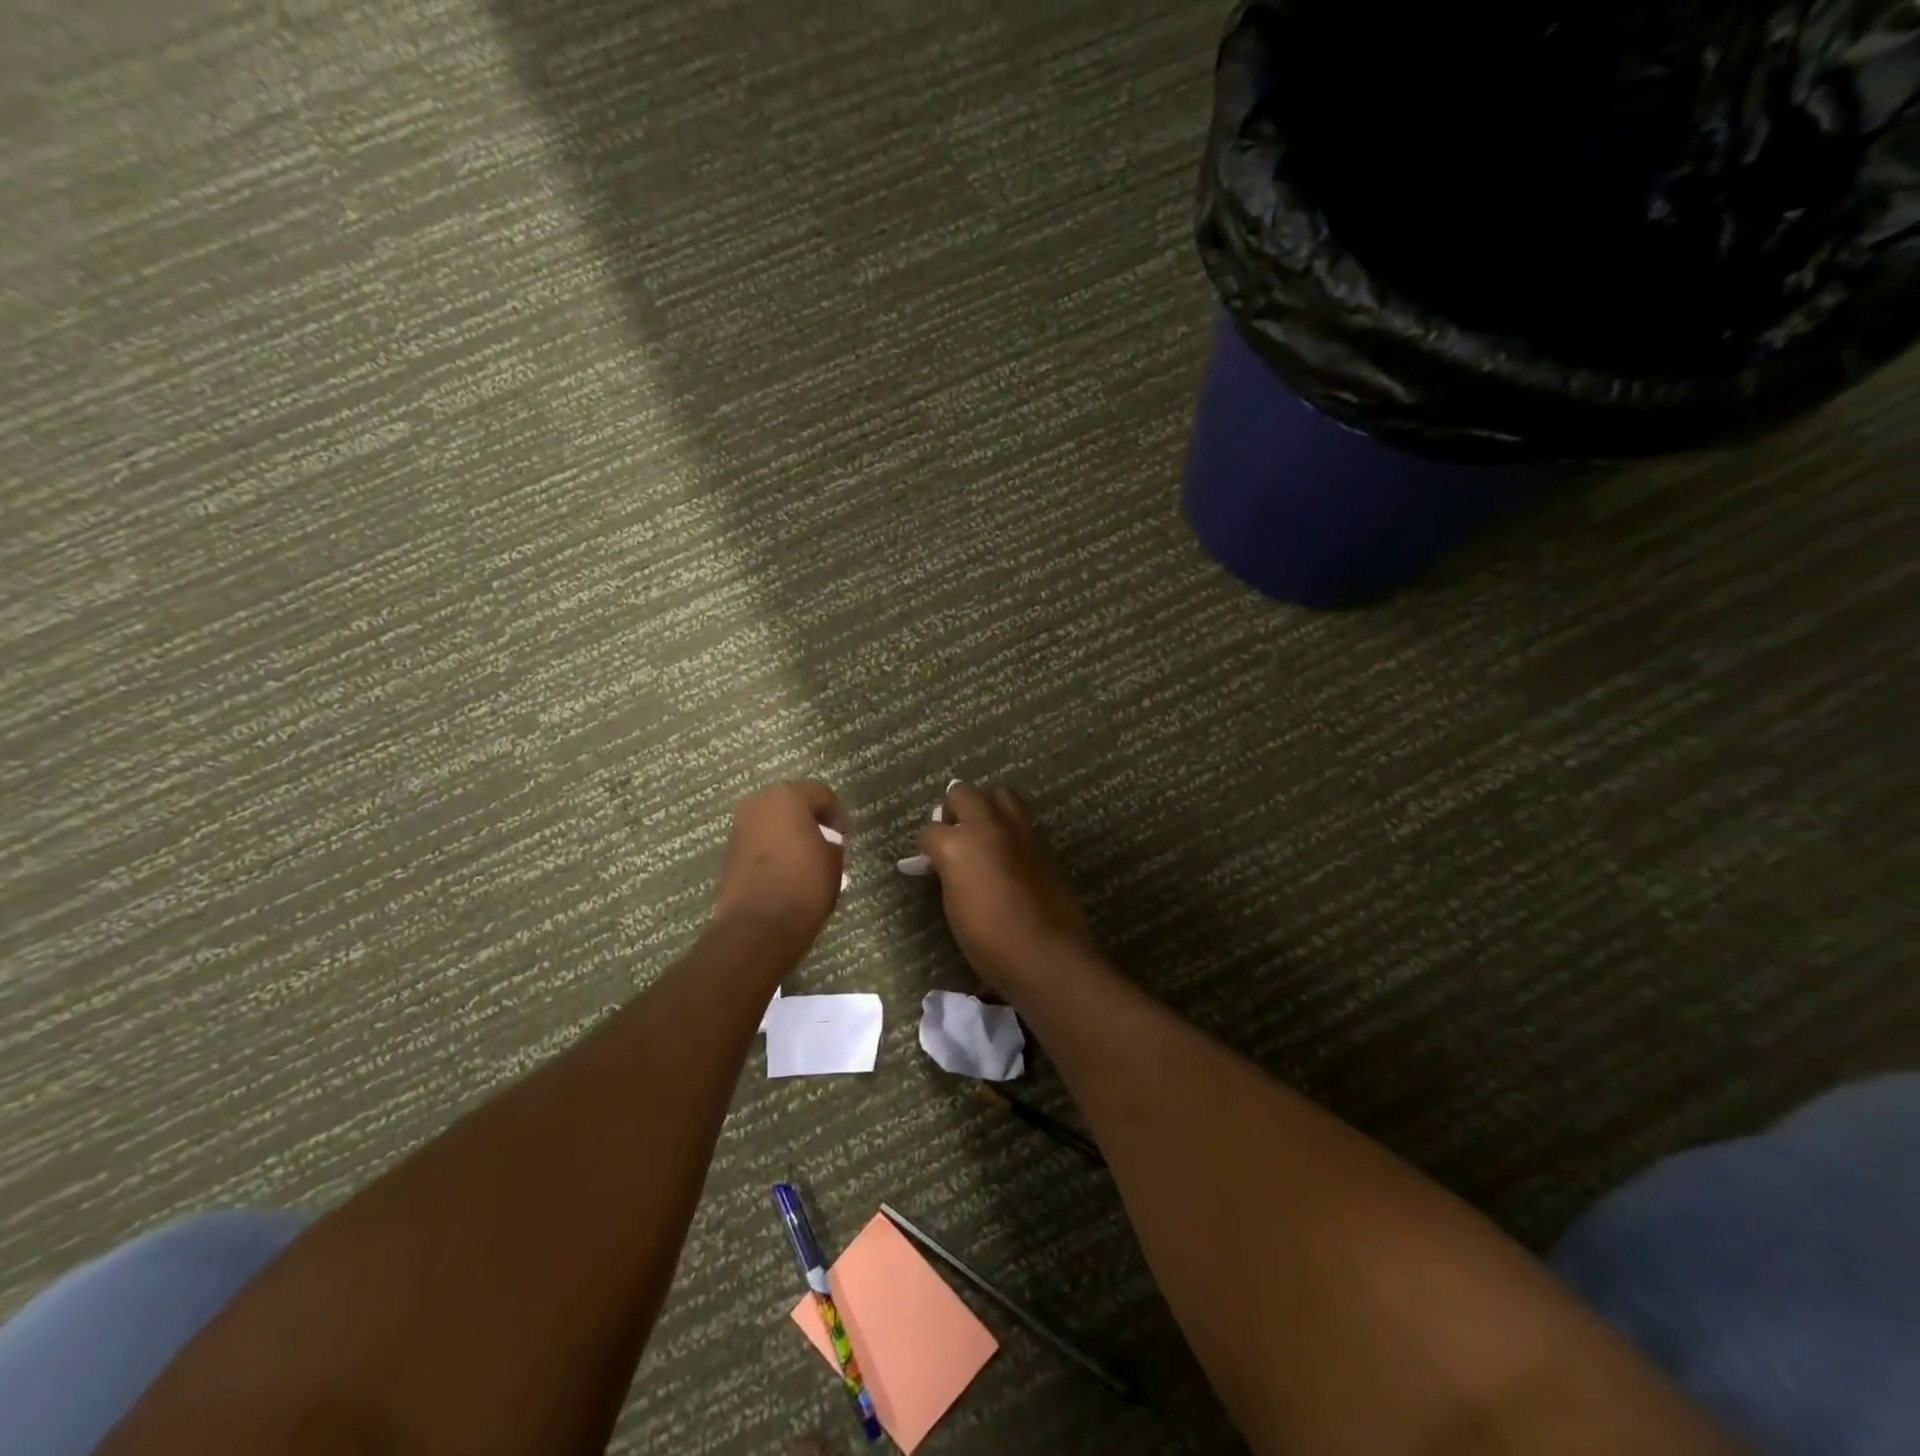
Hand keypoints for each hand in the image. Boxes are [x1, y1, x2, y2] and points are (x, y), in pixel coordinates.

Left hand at [711, 781, 844, 944]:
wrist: (758, 926)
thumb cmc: (804, 886)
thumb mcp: (834, 863)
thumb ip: (832, 844)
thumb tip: (824, 844)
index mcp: (788, 797)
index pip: (820, 794)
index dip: (836, 813)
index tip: (844, 835)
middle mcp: (758, 804)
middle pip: (791, 803)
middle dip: (808, 819)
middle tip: (825, 841)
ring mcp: (739, 827)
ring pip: (771, 821)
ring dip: (788, 833)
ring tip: (805, 857)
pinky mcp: (729, 852)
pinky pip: (758, 841)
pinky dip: (772, 849)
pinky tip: (785, 869)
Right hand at [917, 783, 1102, 990]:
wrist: (1044, 953)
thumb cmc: (988, 941)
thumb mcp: (954, 906)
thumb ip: (949, 873)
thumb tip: (944, 864)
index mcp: (956, 845)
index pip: (930, 832)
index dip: (926, 846)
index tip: (927, 859)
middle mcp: (986, 827)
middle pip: (962, 793)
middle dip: (953, 809)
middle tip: (952, 831)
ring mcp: (1017, 830)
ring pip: (999, 794)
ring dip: (987, 806)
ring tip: (984, 830)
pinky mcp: (1041, 842)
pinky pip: (1020, 819)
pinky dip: (1009, 826)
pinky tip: (1007, 849)